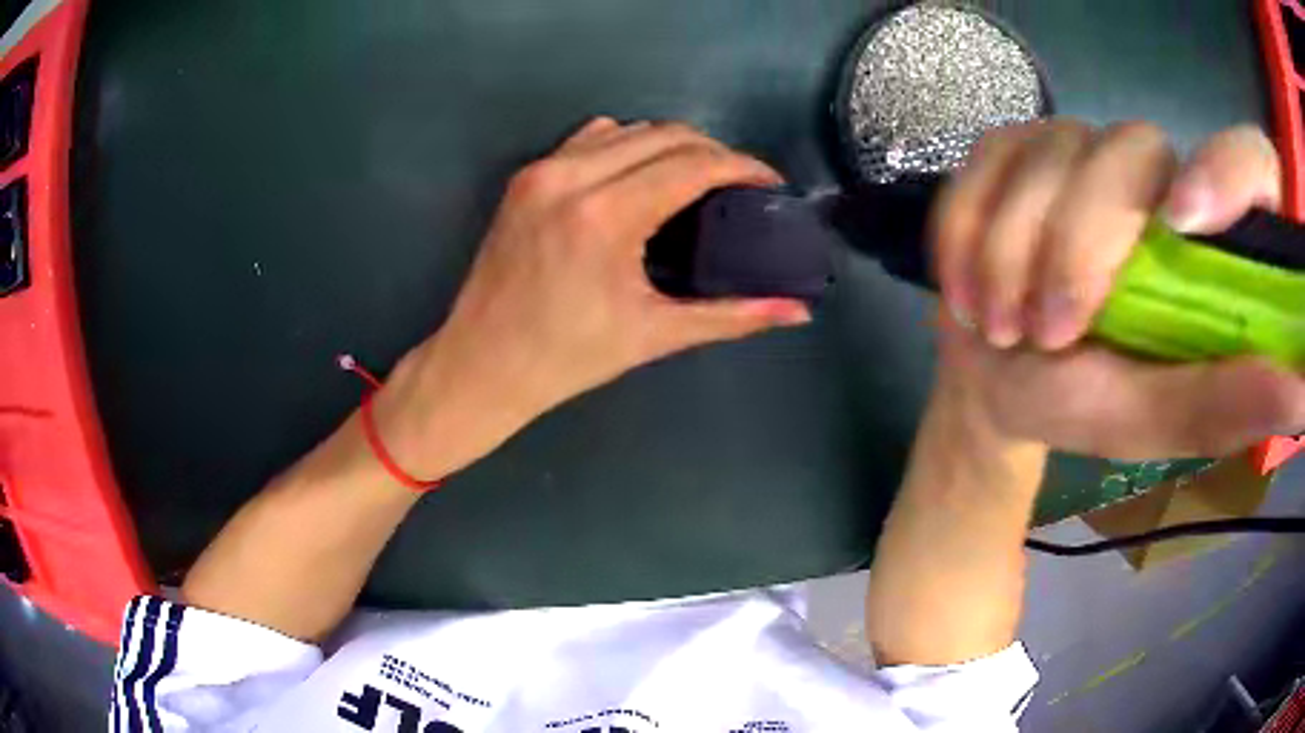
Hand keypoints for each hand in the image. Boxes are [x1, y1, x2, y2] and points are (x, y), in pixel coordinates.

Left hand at [375, 118, 809, 476]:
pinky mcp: (525, 177)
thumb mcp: (655, 334)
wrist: (482, 364)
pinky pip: (589, 137)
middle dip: (714, 152)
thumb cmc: (568, 358)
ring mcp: (542, 171)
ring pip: (628, 128)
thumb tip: (798, 312)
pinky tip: (638, 176)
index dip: (743, 167)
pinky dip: (626, 144)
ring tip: (694, 179)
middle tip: (739, 185)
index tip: (770, 183)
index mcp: (606, 216)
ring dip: (670, 144)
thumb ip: (733, 317)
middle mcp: (572, 177)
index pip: (694, 164)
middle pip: (666, 134)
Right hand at [931, 120, 1304, 458]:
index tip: (1184, 224)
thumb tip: (1302, 389)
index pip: (1251, 160)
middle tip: (1046, 333)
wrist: (997, 383)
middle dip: (1079, 247)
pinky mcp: (1011, 143)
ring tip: (1000, 328)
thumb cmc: (1084, 404)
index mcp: (1210, 234)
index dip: (1229, 172)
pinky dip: (965, 232)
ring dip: (1011, 253)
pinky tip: (966, 287)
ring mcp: (1077, 144)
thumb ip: (1227, 401)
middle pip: (1131, 155)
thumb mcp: (1158, 419)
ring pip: (1047, 157)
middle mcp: (1154, 170)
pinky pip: (984, 161)